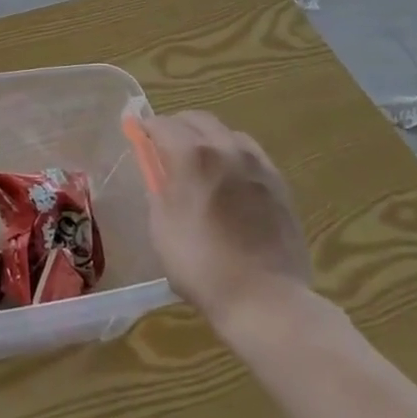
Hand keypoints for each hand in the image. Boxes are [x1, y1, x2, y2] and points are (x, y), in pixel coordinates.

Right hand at [140, 110, 311, 330]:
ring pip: (226, 132)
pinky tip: (231, 176)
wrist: (265, 298)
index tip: (138, 135)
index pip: (162, 124)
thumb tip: (158, 171)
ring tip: (201, 160)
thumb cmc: (201, 265)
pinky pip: (251, 152)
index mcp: (191, 155)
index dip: (146, 128)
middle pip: (196, 119)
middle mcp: (225, 148)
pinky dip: (233, 153)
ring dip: (207, 137)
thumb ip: (158, 189)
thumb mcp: (161, 227)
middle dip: (177, 126)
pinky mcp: (278, 182)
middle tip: (165, 146)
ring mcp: (256, 163)